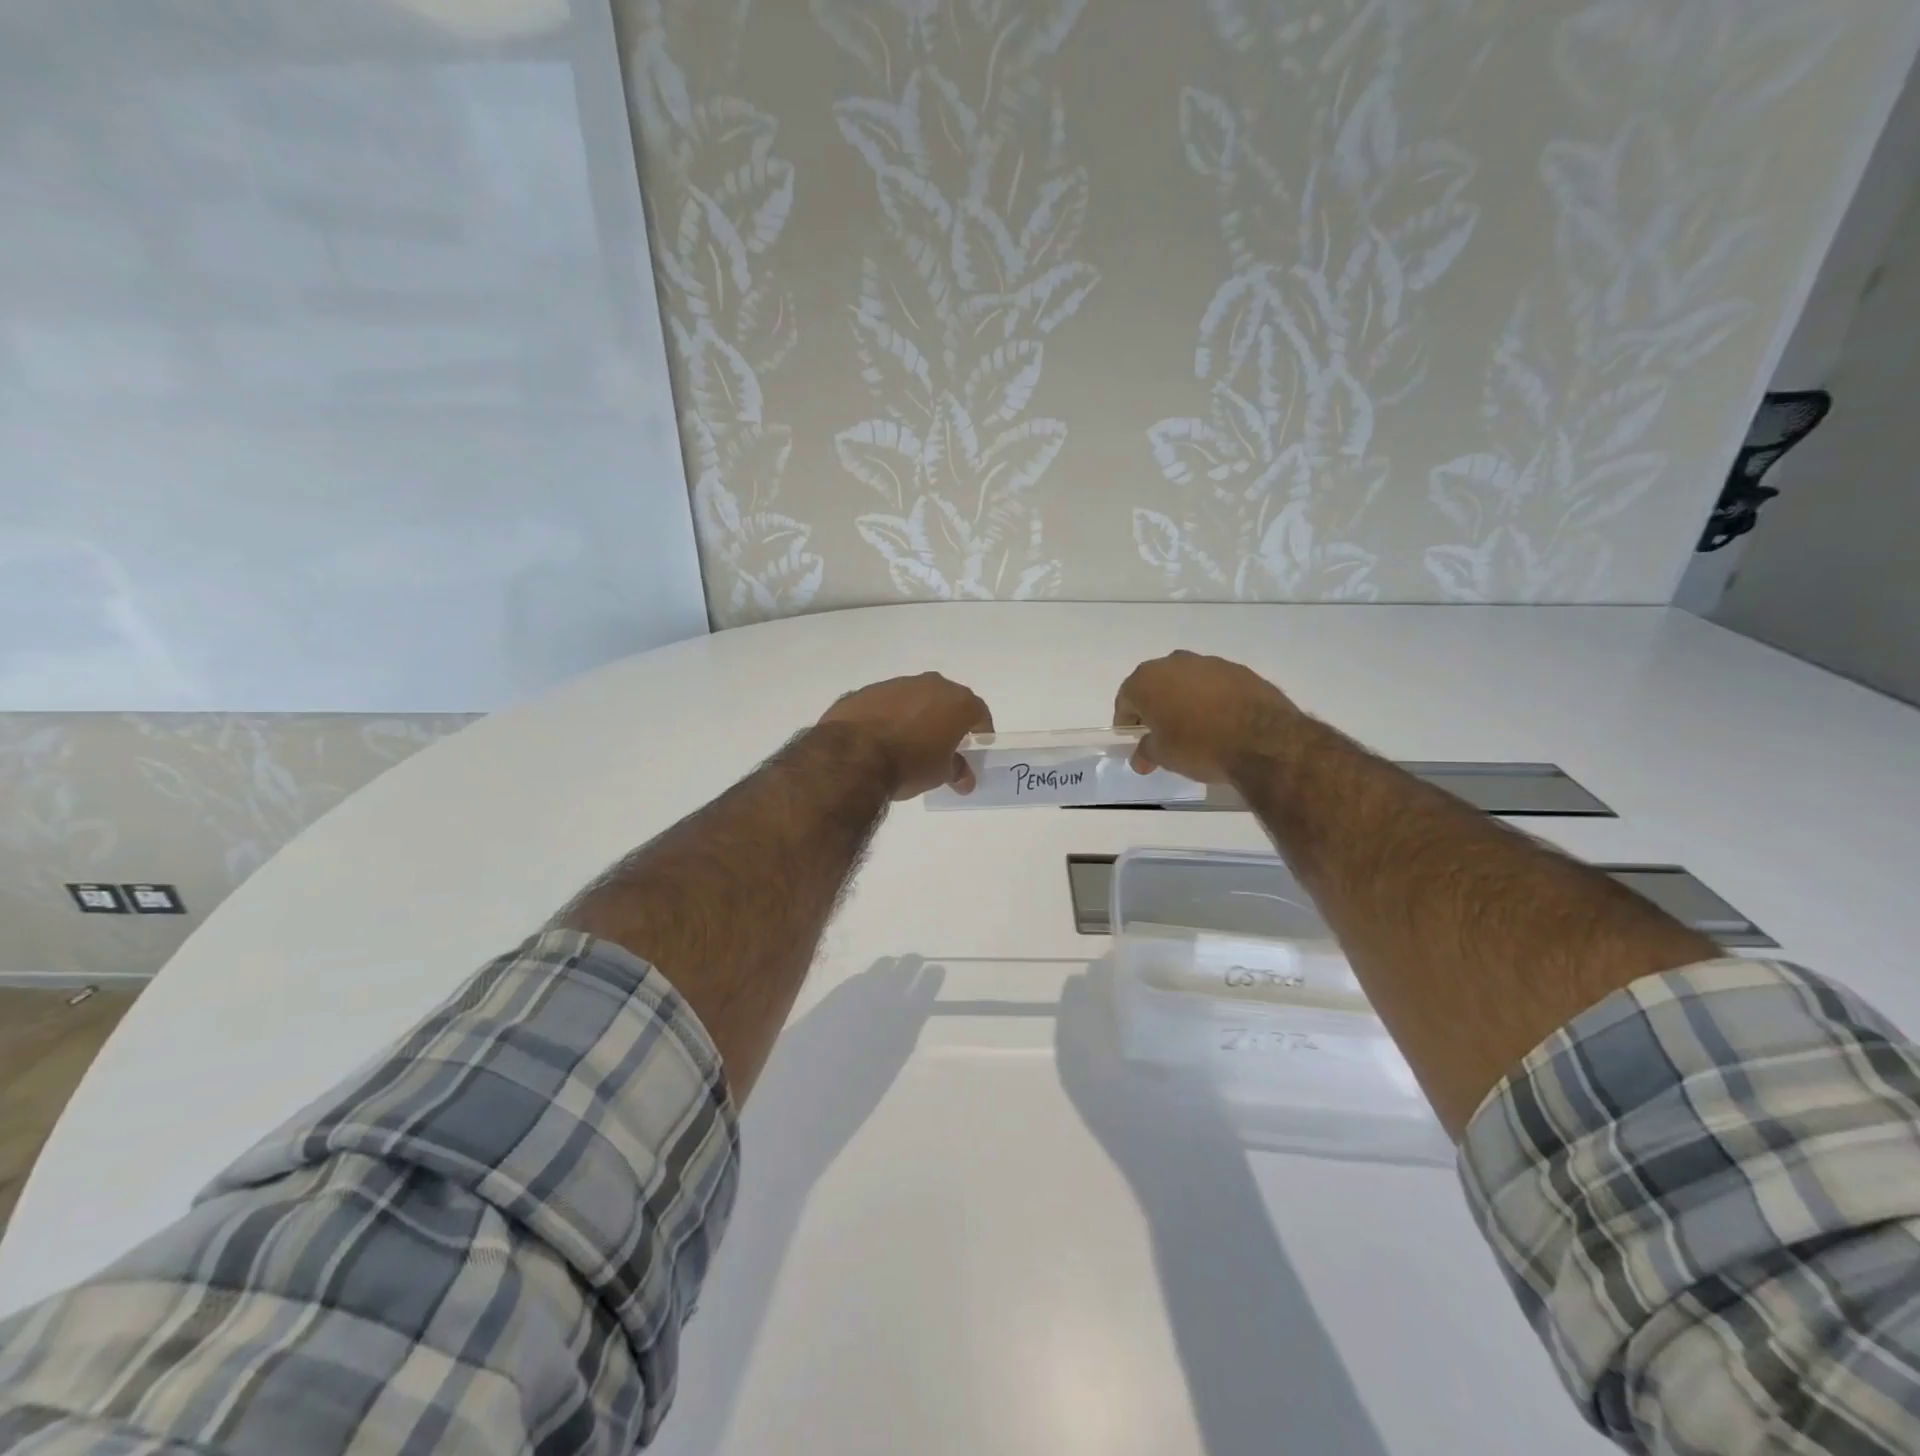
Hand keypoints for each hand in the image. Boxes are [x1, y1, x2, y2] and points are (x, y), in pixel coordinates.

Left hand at [819, 673, 993, 799]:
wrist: (852, 755)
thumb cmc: (909, 764)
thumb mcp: (940, 774)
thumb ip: (957, 771)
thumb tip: (964, 778)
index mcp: (956, 701)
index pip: (979, 713)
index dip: (980, 732)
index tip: (975, 749)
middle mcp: (930, 684)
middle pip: (947, 701)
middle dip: (947, 721)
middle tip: (942, 746)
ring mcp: (895, 684)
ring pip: (915, 699)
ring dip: (916, 716)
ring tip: (907, 744)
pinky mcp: (866, 691)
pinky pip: (886, 704)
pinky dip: (888, 717)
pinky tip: (880, 739)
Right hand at [1113, 650, 1300, 784]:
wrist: (1263, 740)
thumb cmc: (1199, 746)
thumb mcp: (1164, 756)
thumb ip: (1146, 752)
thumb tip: (1140, 757)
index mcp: (1147, 680)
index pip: (1125, 699)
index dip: (1126, 721)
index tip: (1134, 739)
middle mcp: (1174, 662)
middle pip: (1155, 685)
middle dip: (1155, 706)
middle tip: (1161, 732)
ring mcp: (1209, 663)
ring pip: (1186, 681)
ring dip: (1184, 700)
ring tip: (1194, 728)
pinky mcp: (1239, 670)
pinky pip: (1214, 684)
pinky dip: (1211, 699)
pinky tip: (1221, 721)